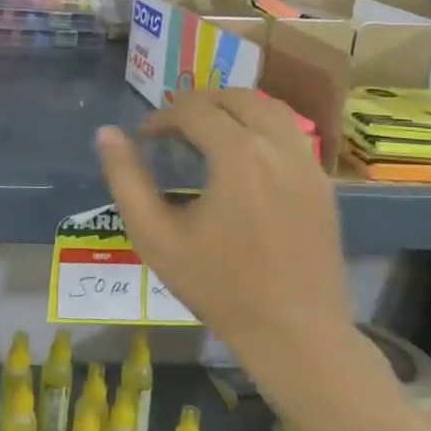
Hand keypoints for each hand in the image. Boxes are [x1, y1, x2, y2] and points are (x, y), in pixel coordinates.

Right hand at [96, 91, 353, 400]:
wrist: (296, 333)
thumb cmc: (219, 286)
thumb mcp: (156, 236)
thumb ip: (126, 179)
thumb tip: (107, 134)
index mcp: (238, 154)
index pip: (194, 109)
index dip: (162, 117)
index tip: (144, 138)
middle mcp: (278, 146)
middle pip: (235, 97)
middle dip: (198, 104)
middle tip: (171, 128)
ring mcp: (308, 163)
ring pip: (268, 109)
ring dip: (232, 110)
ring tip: (206, 134)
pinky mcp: (324, 183)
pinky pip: (290, 133)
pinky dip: (261, 127)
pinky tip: (243, 158)